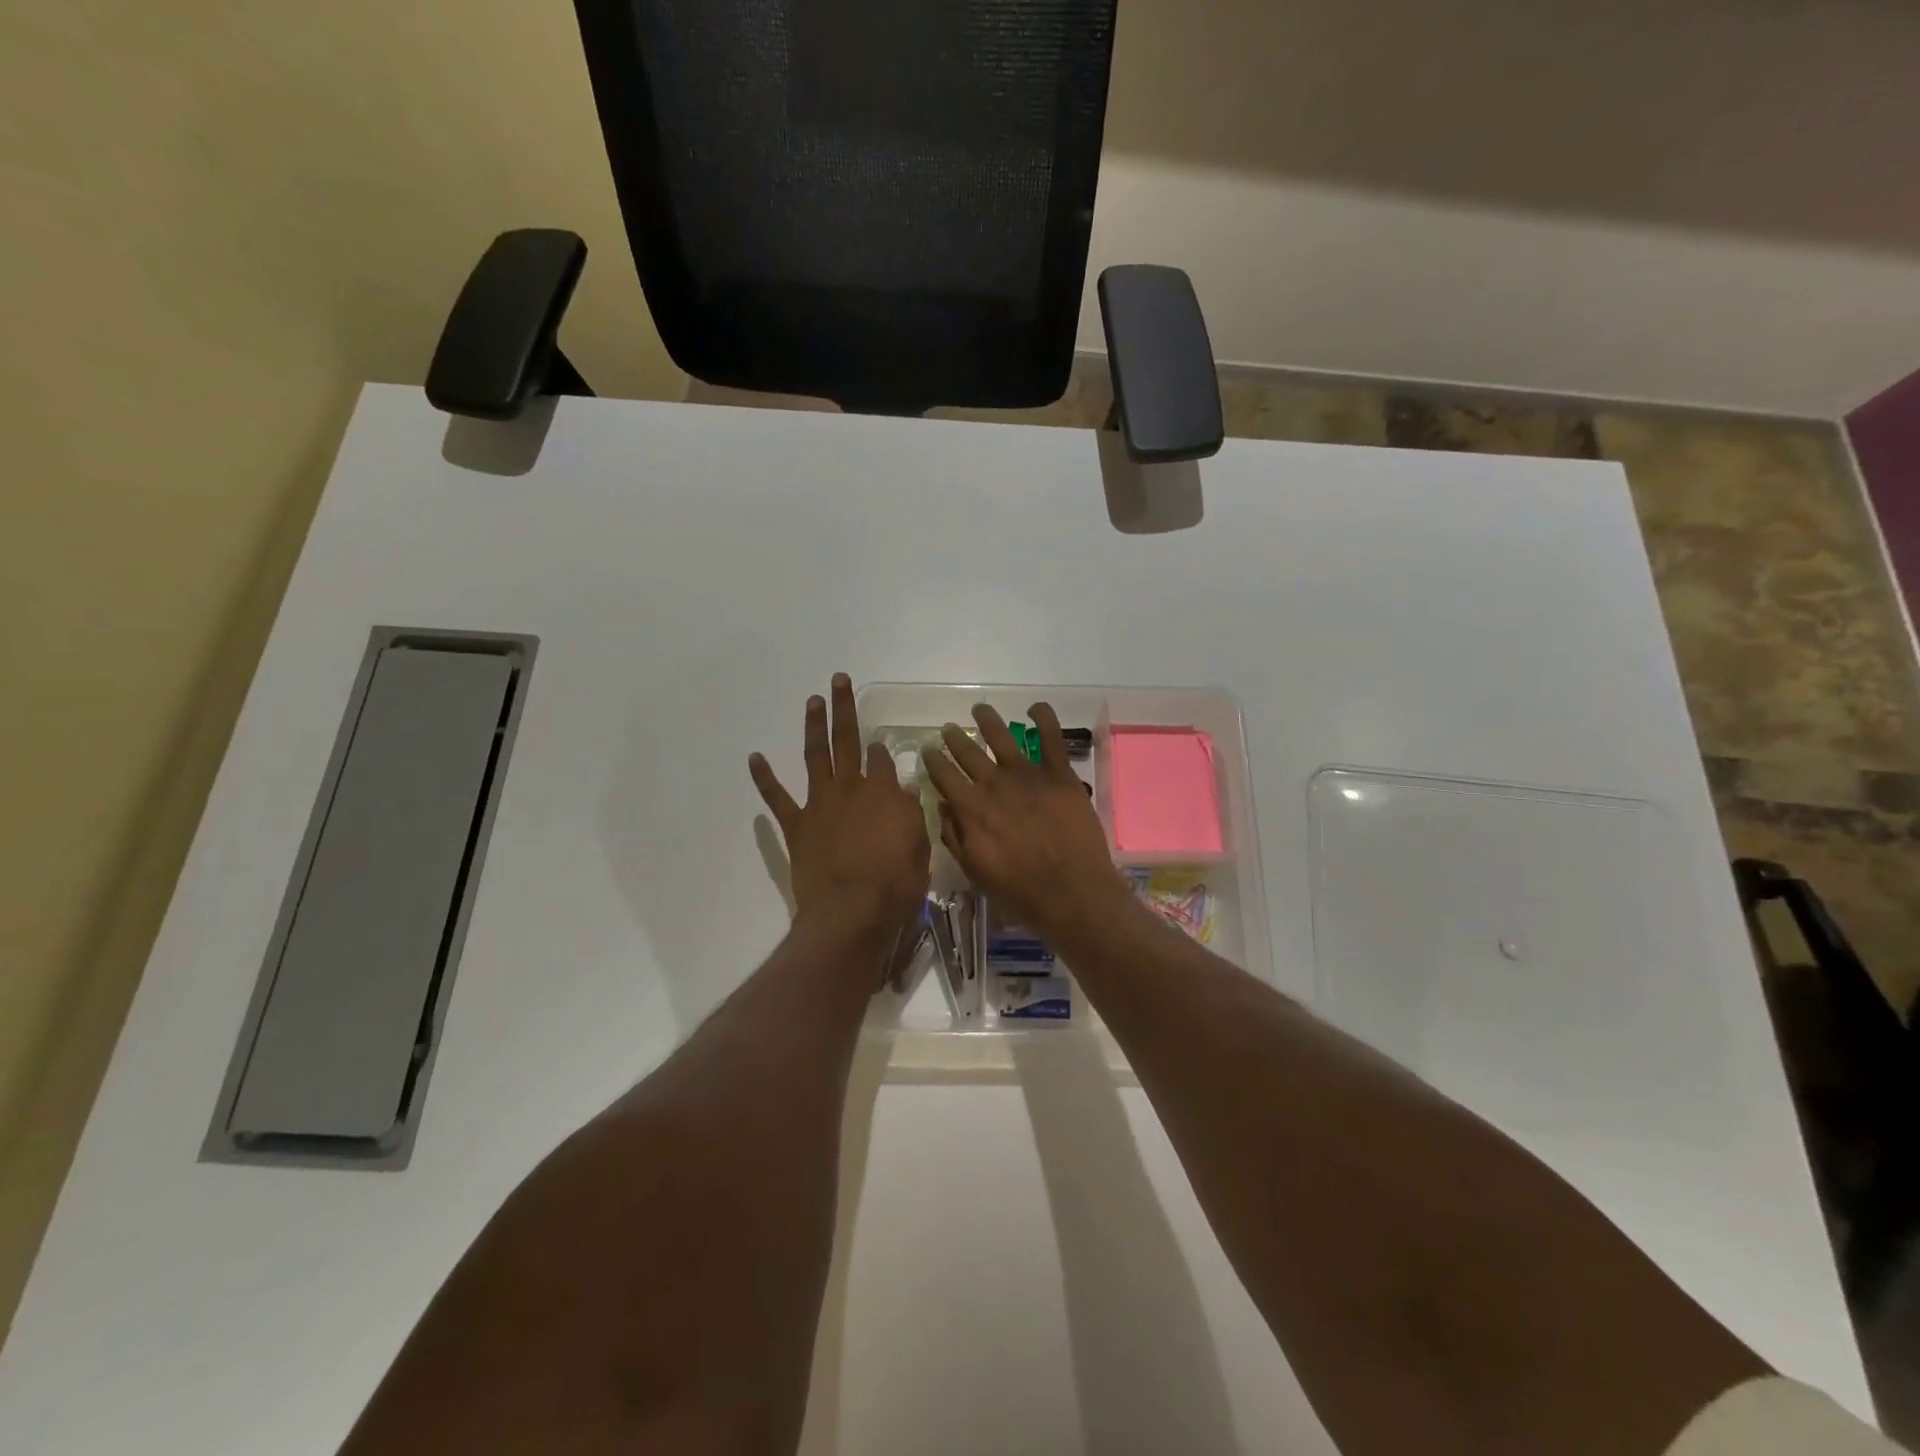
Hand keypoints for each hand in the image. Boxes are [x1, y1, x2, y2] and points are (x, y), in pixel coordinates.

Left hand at [750, 675, 931, 939]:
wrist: (852, 912)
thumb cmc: (895, 885)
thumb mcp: (919, 848)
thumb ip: (911, 815)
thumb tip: (907, 789)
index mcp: (885, 793)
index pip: (882, 760)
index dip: (880, 751)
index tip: (879, 745)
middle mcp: (851, 788)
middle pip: (847, 740)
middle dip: (844, 708)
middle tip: (838, 680)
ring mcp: (820, 804)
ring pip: (815, 756)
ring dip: (813, 726)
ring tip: (812, 700)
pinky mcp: (796, 825)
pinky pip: (777, 797)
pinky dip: (764, 777)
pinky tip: (755, 757)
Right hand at [924, 702, 1136, 944]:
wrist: (1069, 891)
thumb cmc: (1018, 890)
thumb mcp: (974, 870)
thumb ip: (954, 835)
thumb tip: (941, 805)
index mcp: (970, 807)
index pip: (943, 775)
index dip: (933, 760)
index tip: (928, 750)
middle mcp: (994, 784)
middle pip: (968, 752)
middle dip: (955, 738)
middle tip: (948, 728)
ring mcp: (1028, 775)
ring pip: (1003, 737)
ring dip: (988, 720)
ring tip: (979, 709)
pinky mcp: (1059, 774)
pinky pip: (1051, 738)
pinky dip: (1043, 717)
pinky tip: (1035, 707)